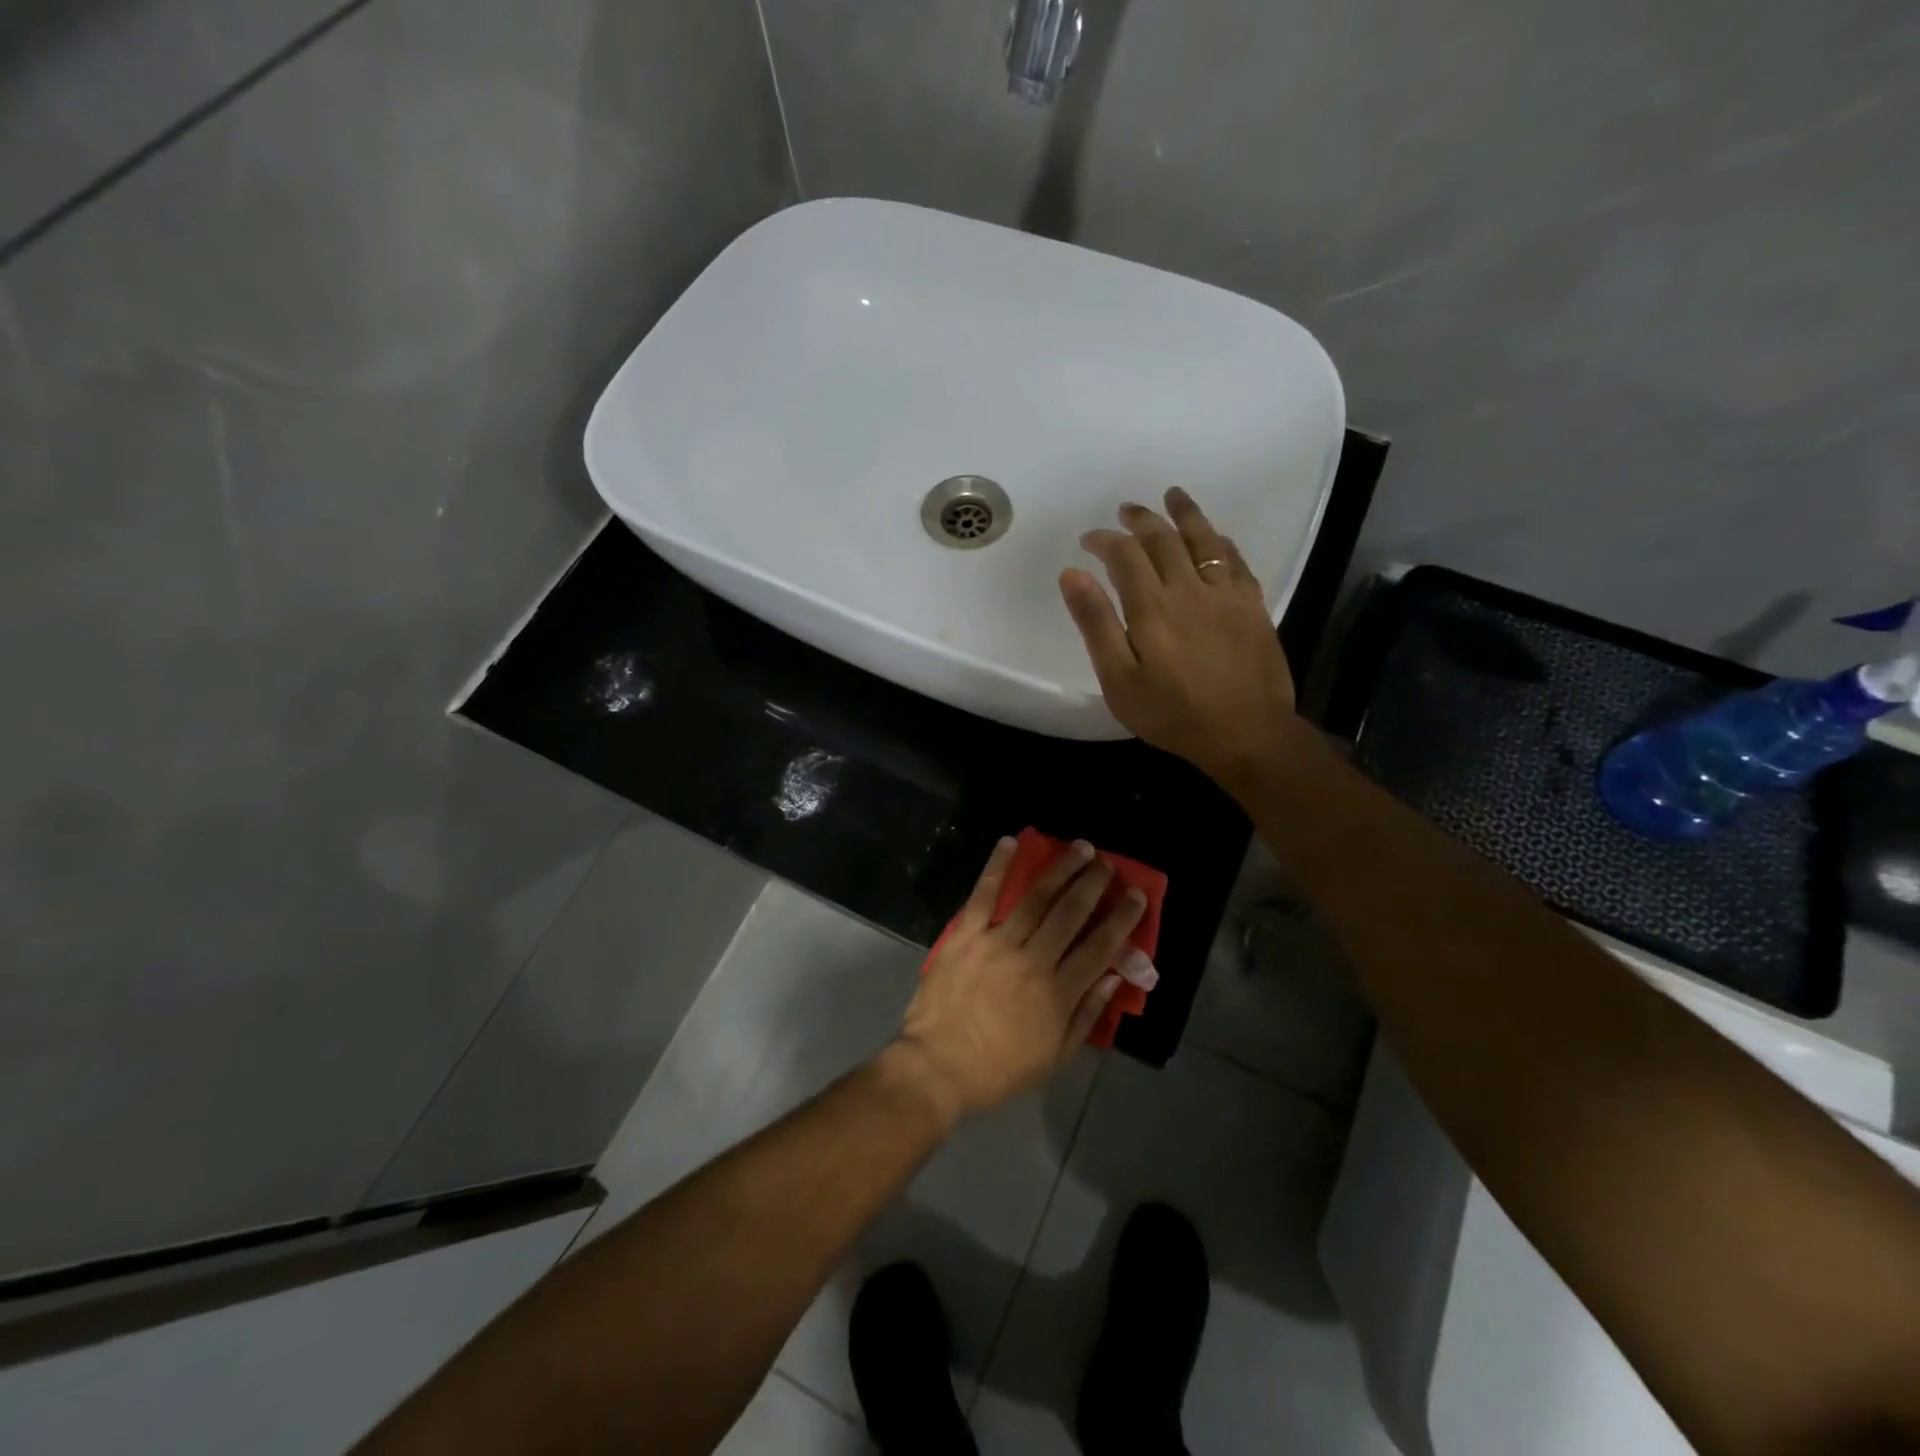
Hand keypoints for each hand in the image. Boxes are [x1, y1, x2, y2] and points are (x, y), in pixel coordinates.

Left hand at [891, 837, 1144, 1120]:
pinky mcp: (964, 935)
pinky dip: (997, 866)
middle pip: (1070, 913)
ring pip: (1035, 898)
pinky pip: (983, 894)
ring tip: (1080, 848)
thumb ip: (1086, 1015)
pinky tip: (1011, 842)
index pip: (1099, 947)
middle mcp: (1033, 960)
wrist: (937, 1067)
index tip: (1136, 895)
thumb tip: (1113, 976)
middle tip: (1108, 863)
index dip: (1121, 919)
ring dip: (1060, 869)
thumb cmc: (999, 1069)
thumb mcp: (1055, 1058)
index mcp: (1058, 993)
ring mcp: (996, 943)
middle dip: (1093, 884)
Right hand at [1060, 488, 1299, 788]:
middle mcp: (1189, 589)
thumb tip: (1073, 574)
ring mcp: (1226, 595)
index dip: (1105, 540)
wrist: (1246, 734)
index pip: (1124, 555)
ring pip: (1204, 540)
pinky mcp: (1253, 607)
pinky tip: (1216, 538)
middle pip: (1163, 539)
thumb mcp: (1119, 680)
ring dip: (1185, 514)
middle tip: (1126, 510)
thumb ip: (1096, 624)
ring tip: (1173, 496)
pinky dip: (1222, 543)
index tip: (1089, 539)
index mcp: (1152, 607)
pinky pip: (1236, 561)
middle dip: (1141, 520)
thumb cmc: (1172, 714)